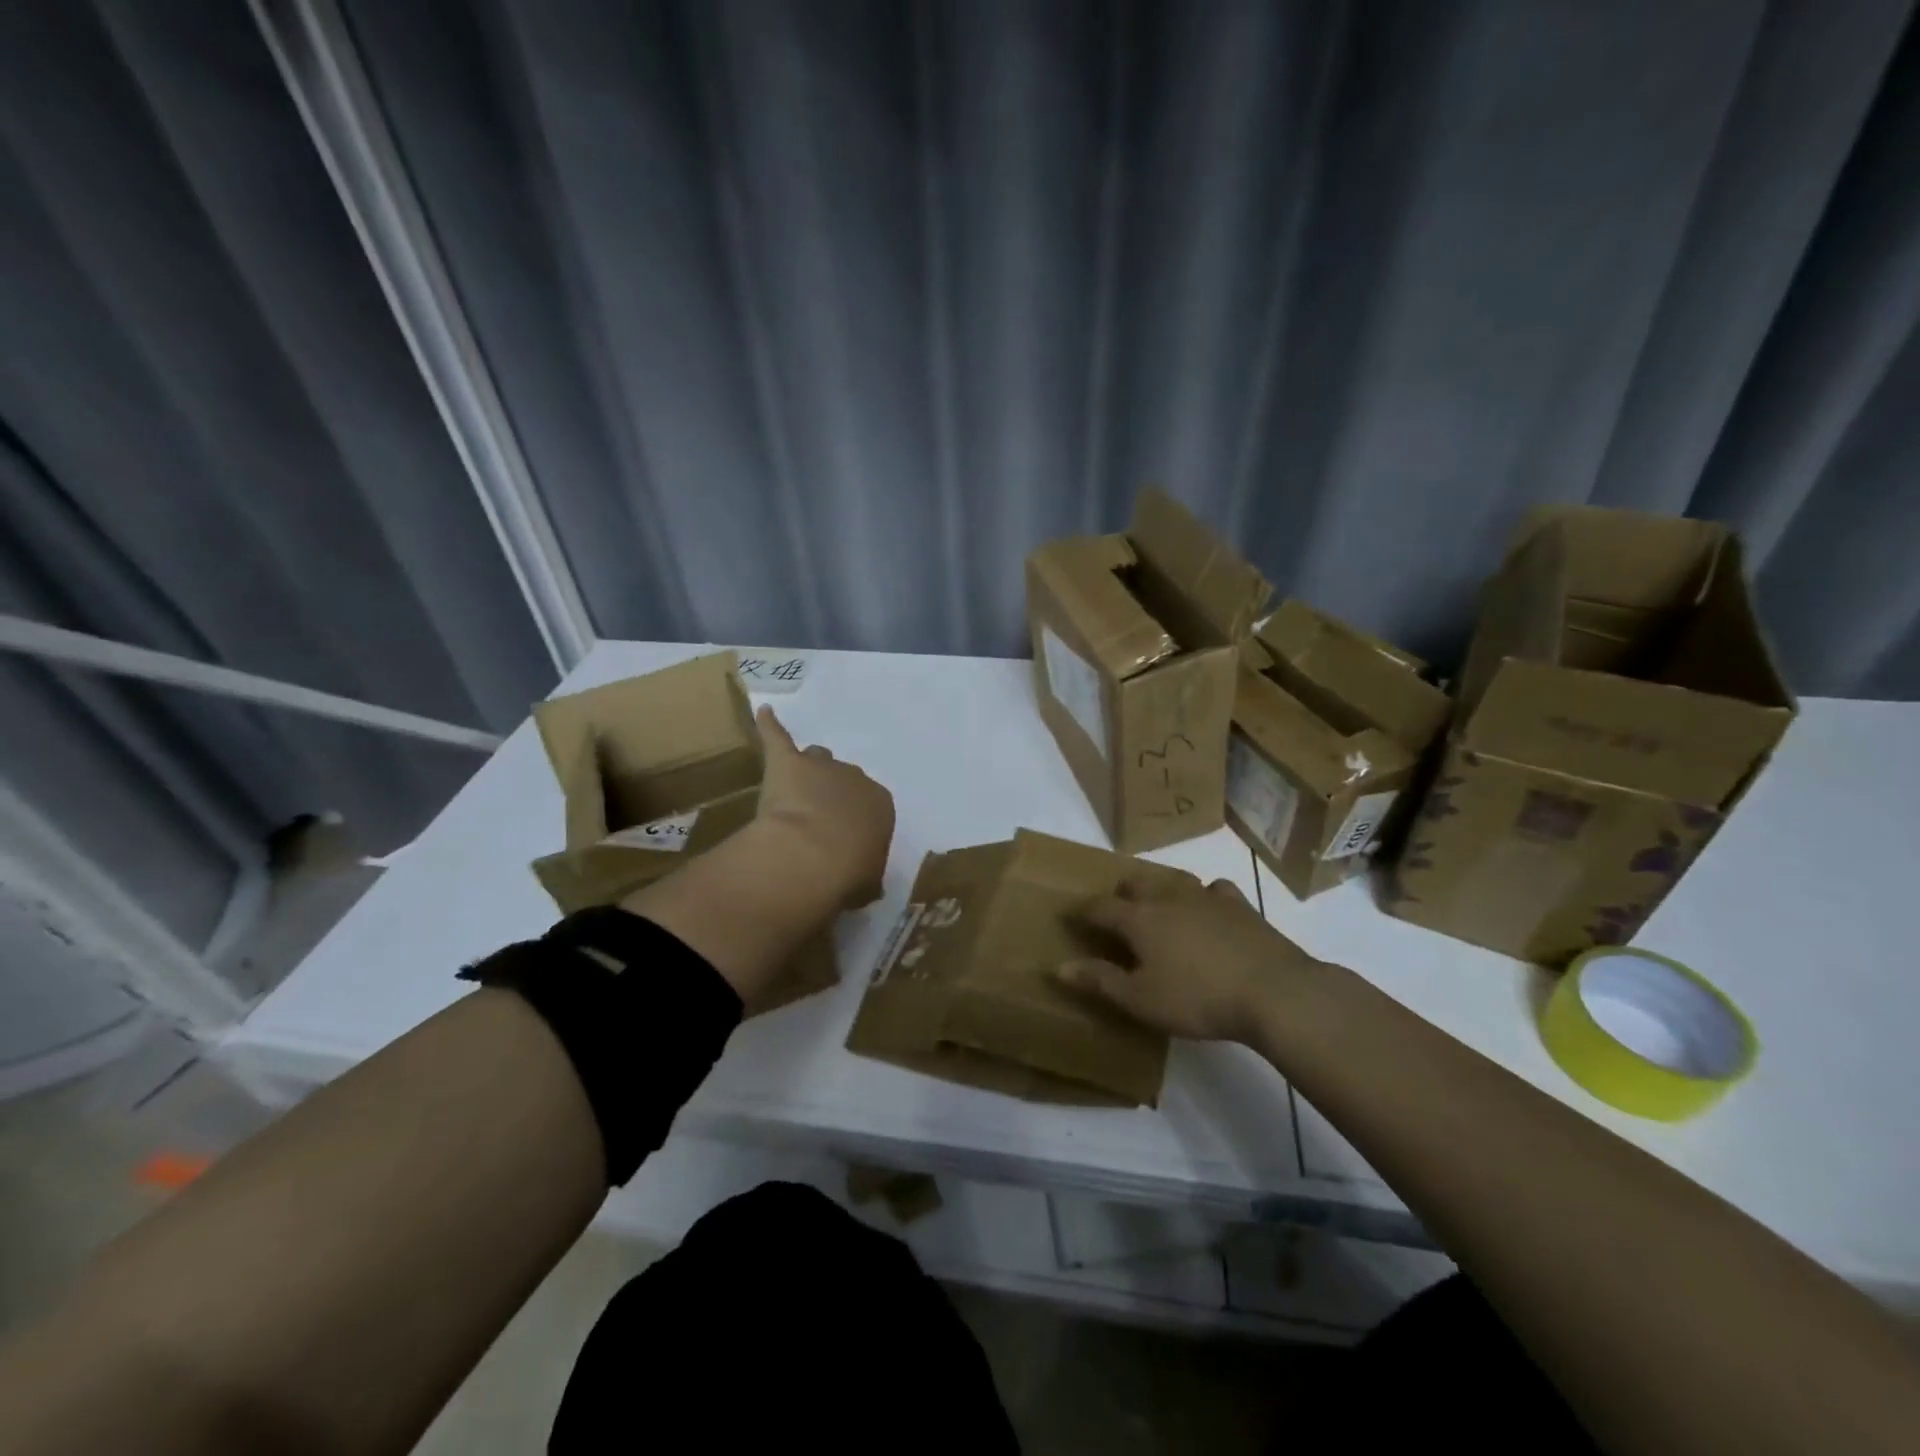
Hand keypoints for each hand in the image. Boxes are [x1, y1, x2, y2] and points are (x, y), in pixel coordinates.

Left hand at [752, 706, 893, 908]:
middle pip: (843, 780)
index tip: (844, 840)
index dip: (854, 822)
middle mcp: (855, 778)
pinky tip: (764, 714)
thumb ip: (866, 877)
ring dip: (808, 771)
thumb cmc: (849, 873)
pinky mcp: (786, 762)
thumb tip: (864, 884)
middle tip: (818, 820)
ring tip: (795, 786)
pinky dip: (770, 727)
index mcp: (881, 805)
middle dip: (832, 796)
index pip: (870, 806)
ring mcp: (820, 766)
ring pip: (817, 759)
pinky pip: (778, 736)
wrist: (815, 853)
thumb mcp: (867, 883)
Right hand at [1055, 876, 1318, 1041]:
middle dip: (1121, 894)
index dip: (1082, 911)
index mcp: (1139, 919)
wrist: (1273, 991)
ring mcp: (1207, 897)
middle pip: (1136, 884)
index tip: (1071, 915)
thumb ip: (1099, 981)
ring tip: (1158, 904)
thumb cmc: (1197, 998)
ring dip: (1160, 889)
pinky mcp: (1240, 906)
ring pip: (1174, 880)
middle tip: (1116, 912)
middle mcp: (1168, 898)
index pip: (1100, 907)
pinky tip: (1208, 907)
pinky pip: (1215, 890)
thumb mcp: (1141, 1000)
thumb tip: (1059, 966)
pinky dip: (1205, 895)